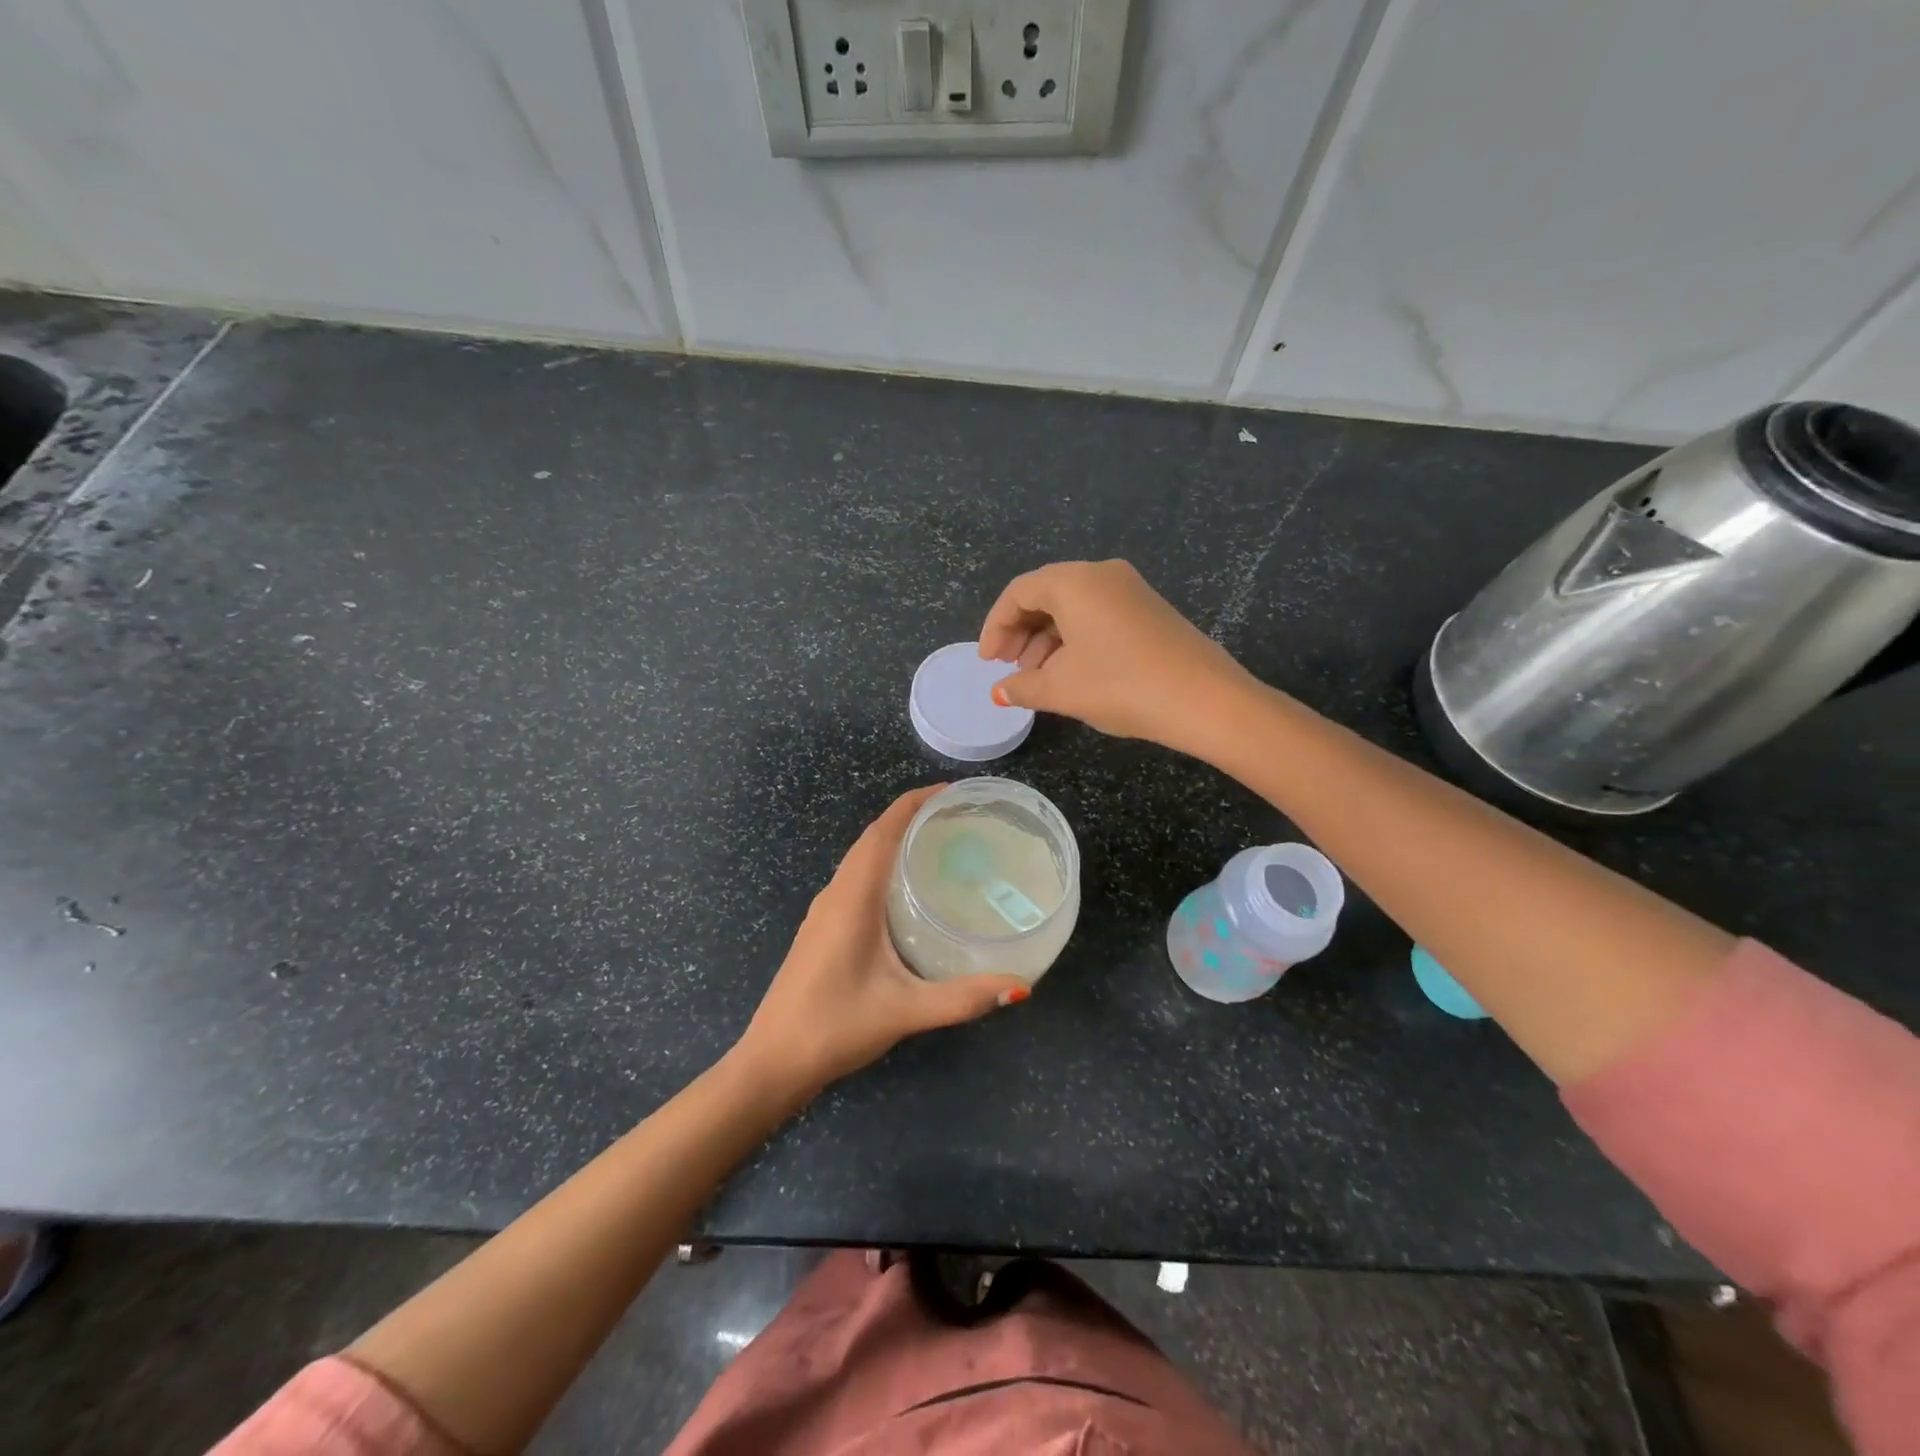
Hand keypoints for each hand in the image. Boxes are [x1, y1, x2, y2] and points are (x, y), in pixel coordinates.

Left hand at [737, 787, 1029, 1100]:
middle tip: (958, 818)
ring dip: (894, 841)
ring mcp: (824, 912)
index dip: (914, 802)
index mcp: (852, 897)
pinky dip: (883, 867)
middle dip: (911, 817)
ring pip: (861, 859)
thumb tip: (1020, 988)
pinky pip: (856, 880)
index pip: (883, 830)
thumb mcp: (904, 1011)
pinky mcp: (822, 930)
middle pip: (873, 838)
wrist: (771, 1062)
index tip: (952, 791)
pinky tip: (907, 893)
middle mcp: (836, 894)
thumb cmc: (834, 1026)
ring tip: (939, 845)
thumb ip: (962, 998)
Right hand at [979, 560, 1253, 756]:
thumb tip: (999, 692)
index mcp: (1074, 581)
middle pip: (1045, 595)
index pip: (1019, 592)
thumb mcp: (1061, 689)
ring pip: (1073, 607)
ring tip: (1036, 677)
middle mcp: (1102, 574)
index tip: (987, 662)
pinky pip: (1097, 615)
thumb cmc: (1120, 686)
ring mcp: (1130, 589)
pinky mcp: (1149, 609)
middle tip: (1007, 668)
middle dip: (1020, 632)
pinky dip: (1074, 639)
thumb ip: (1022, 686)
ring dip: (1046, 639)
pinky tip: (1071, 672)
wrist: (1203, 700)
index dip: (995, 627)